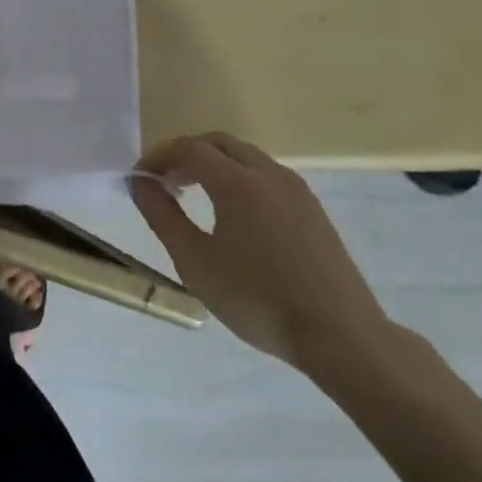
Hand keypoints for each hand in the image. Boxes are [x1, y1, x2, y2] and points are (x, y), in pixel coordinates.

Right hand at [130, 132, 389, 371]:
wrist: (343, 338)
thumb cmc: (259, 300)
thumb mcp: (196, 262)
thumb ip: (162, 216)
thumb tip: (139, 182)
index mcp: (237, 182)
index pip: (188, 148)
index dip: (158, 156)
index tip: (140, 178)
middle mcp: (268, 173)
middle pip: (218, 143)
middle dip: (185, 155)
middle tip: (165, 183)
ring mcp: (296, 189)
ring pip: (244, 156)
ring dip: (213, 164)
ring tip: (194, 196)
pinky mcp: (313, 209)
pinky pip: (266, 174)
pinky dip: (239, 177)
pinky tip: (234, 214)